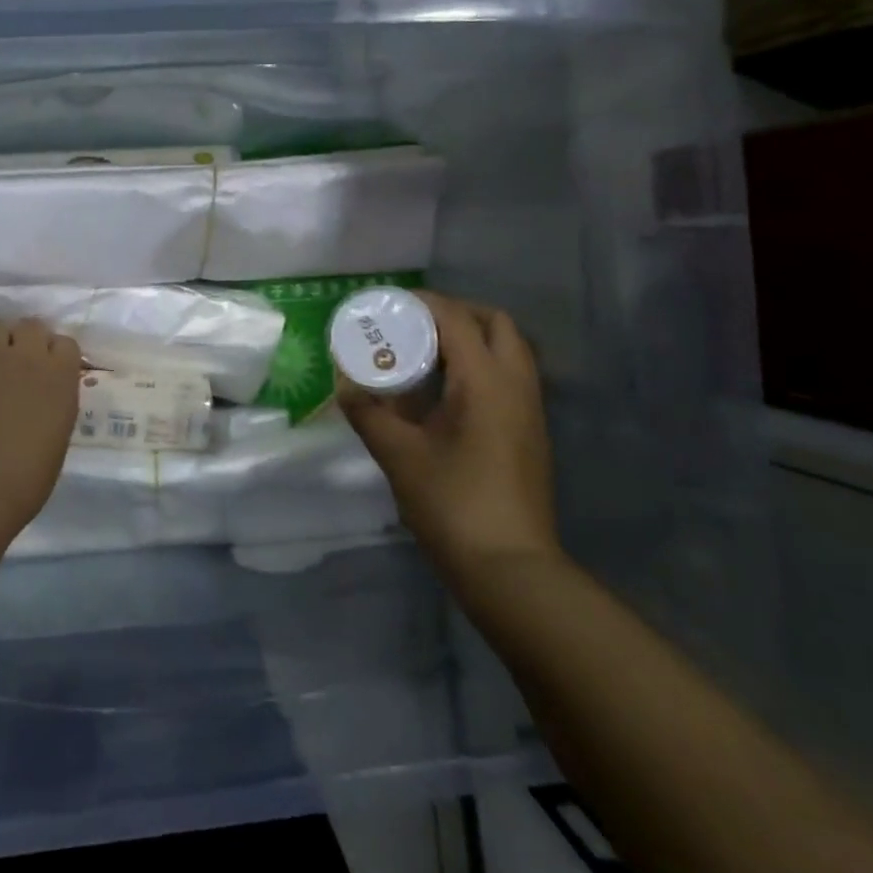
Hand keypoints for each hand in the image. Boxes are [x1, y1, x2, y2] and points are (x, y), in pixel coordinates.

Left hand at [0, 318, 81, 531]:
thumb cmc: (23, 480)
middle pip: (32, 325)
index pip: (66, 344)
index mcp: (60, 378)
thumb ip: (53, 407)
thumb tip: (43, 400)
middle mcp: (28, 357)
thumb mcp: (56, 441)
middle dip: (27, 340)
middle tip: (20, 364)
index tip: (50, 372)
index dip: (57, 356)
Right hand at [338, 292, 557, 565]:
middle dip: (455, 313)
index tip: (387, 304)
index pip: (457, 319)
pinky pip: (508, 376)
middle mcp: (516, 385)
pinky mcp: (529, 432)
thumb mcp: (398, 455)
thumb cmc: (452, 504)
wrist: (509, 569)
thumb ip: (368, 413)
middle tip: (413, 324)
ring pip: (507, 350)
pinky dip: (478, 366)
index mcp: (486, 382)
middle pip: (495, 324)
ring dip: (470, 339)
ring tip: (424, 354)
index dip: (422, 303)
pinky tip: (443, 392)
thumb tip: (344, 384)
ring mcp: (528, 410)